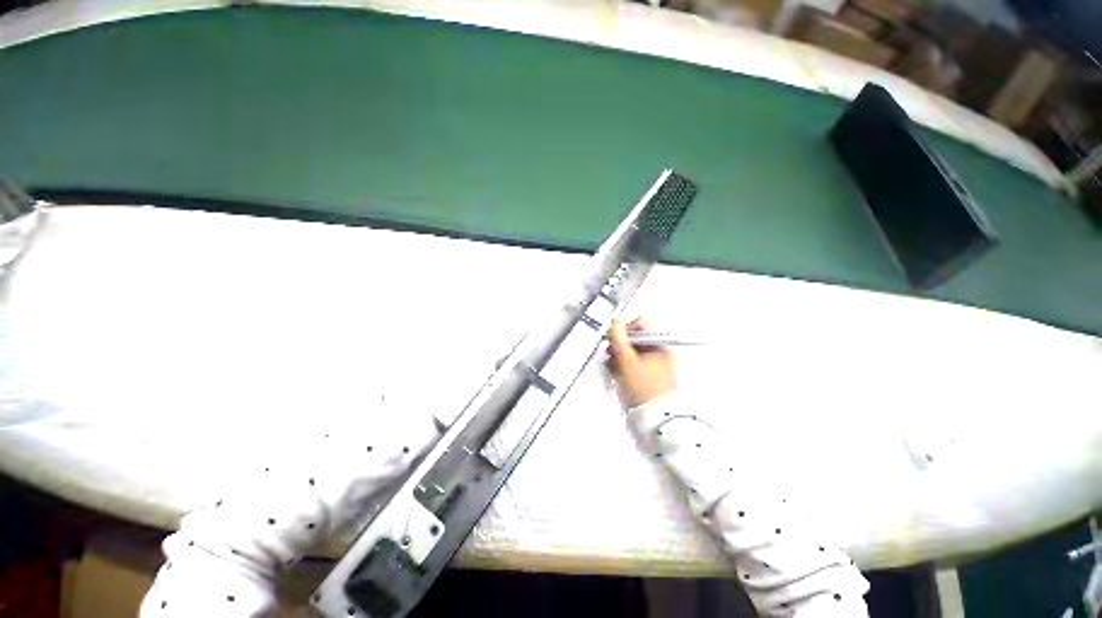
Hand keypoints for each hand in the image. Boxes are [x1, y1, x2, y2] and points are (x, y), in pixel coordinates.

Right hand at [607, 317, 675, 407]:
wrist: (654, 419)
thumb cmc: (642, 386)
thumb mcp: (627, 360)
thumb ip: (618, 339)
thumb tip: (614, 321)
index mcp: (659, 343)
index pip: (641, 323)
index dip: (625, 328)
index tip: (613, 340)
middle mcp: (659, 350)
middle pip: (634, 338)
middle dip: (619, 345)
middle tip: (610, 354)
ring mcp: (653, 364)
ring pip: (631, 351)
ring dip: (618, 356)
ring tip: (611, 367)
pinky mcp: (647, 376)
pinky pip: (632, 363)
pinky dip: (622, 366)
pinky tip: (615, 374)